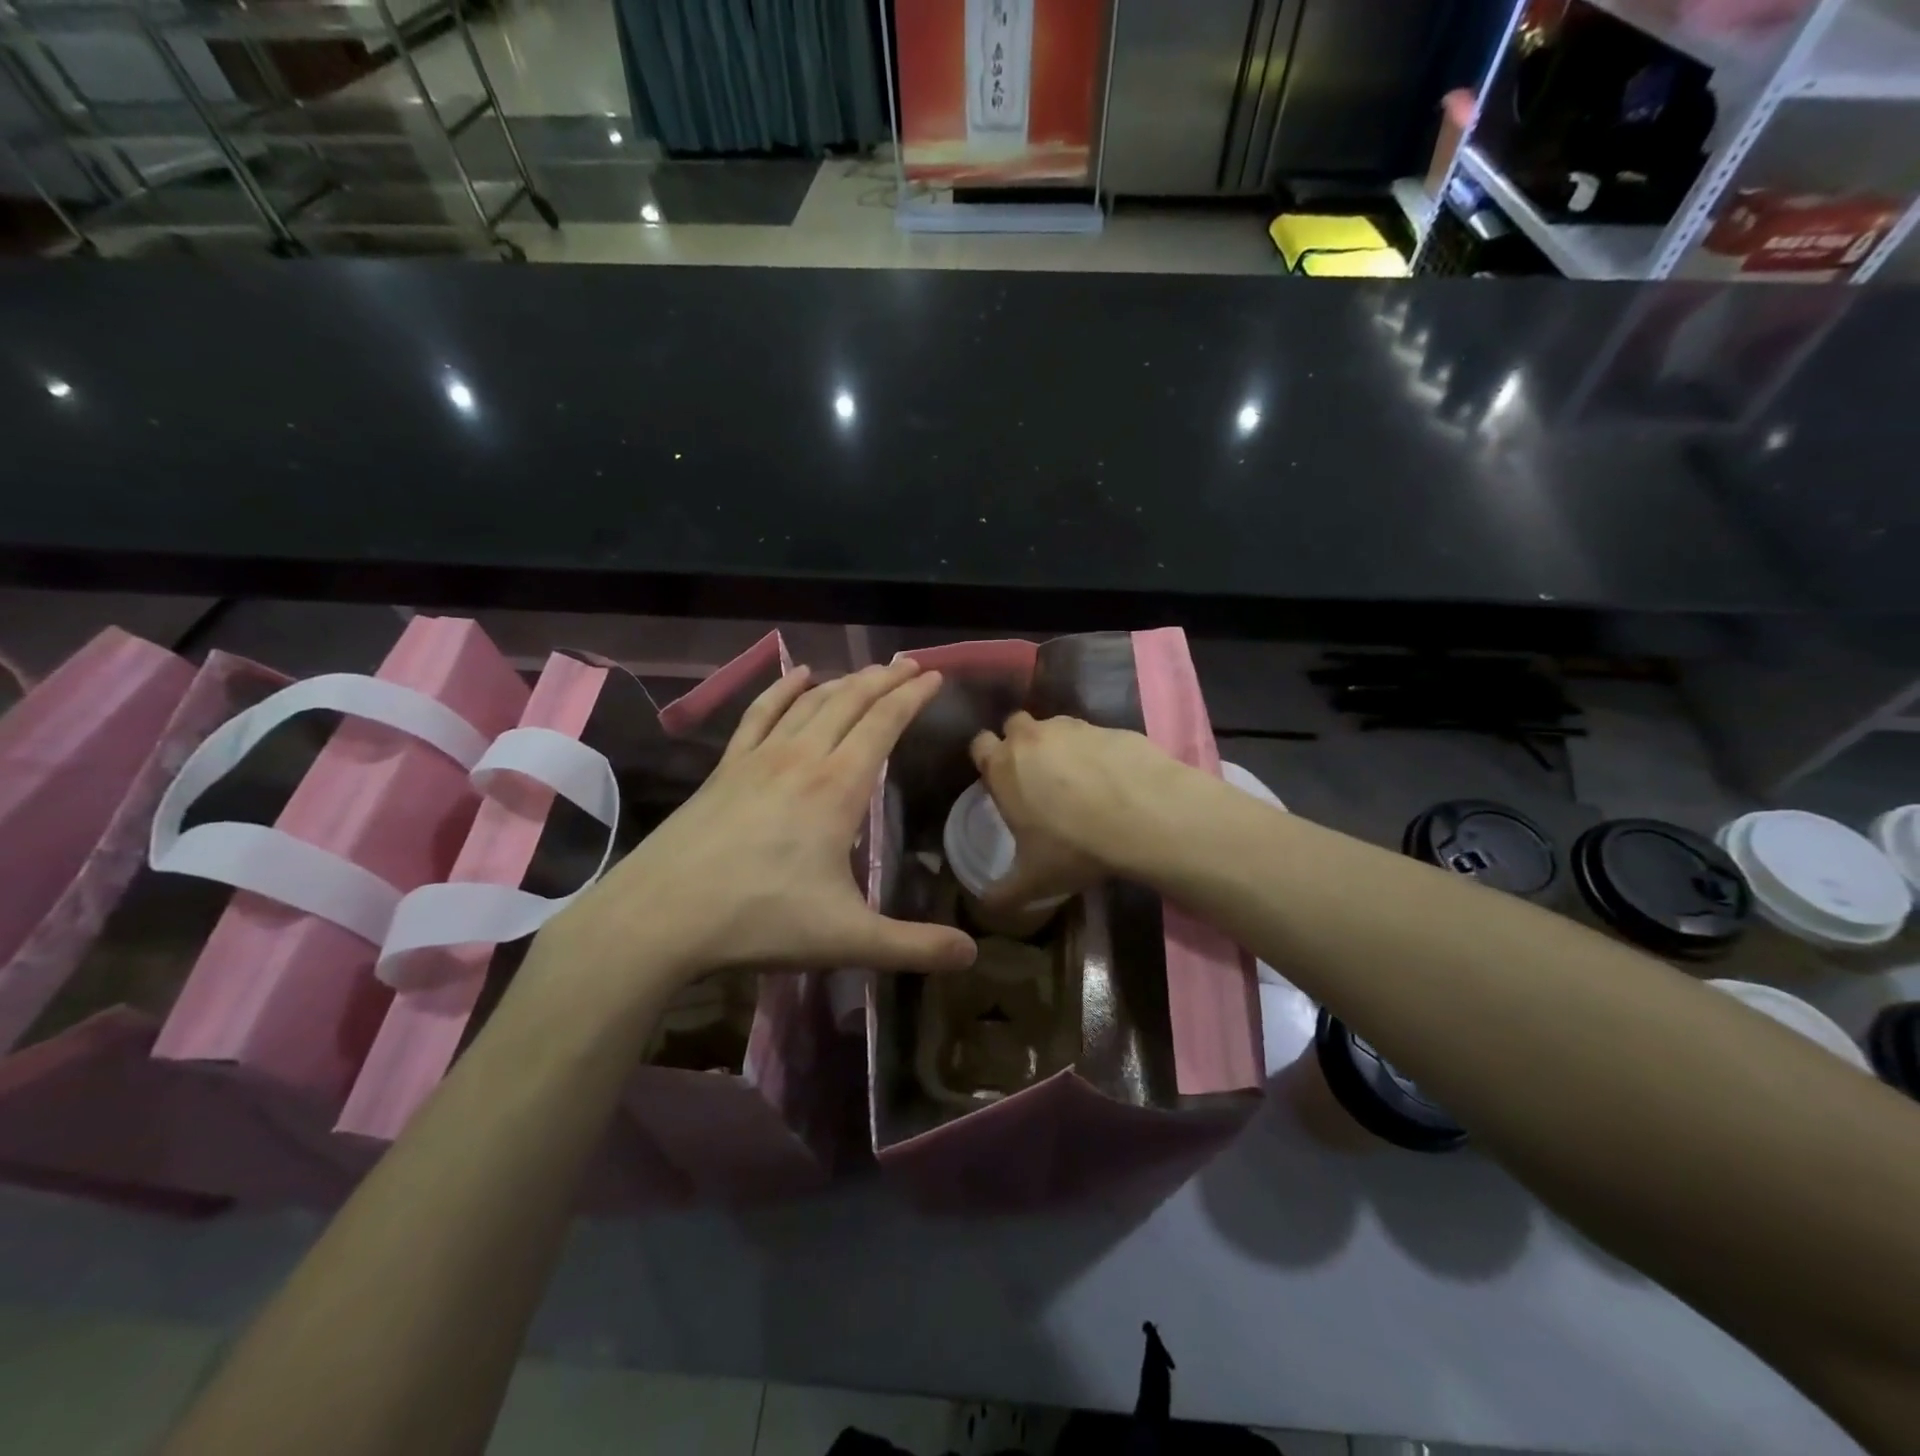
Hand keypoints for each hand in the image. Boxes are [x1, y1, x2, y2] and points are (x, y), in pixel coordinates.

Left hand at [534, 659, 975, 1013]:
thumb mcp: (848, 940)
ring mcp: (759, 758)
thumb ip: (913, 946)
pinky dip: (783, 689)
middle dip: (885, 679)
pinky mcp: (726, 767)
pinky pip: (760, 714)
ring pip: (810, 702)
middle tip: (911, 664)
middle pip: (850, 702)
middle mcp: (802, 758)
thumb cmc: (760, 920)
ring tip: (868, 671)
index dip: (912, 697)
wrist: (661, 916)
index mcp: (838, 788)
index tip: (935, 676)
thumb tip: (974, 955)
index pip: (884, 725)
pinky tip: (797, 675)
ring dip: (844, 681)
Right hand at [967, 711, 1192, 911]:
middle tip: (1036, 776)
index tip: (999, 779)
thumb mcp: (1033, 881)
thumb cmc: (1074, 846)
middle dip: (1021, 744)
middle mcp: (1032, 737)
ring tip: (1079, 780)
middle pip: (1015, 726)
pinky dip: (1097, 752)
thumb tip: (986, 905)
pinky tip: (1113, 780)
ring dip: (1060, 746)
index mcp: (1003, 767)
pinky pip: (1095, 735)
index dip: (988, 759)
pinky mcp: (1110, 727)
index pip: (980, 744)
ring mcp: (1073, 728)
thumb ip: (1003, 893)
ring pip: (1055, 727)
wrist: (1144, 815)